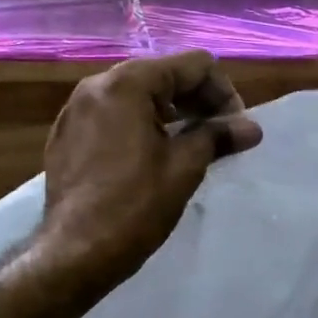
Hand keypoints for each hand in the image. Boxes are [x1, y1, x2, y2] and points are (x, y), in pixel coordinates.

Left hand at [35, 51, 262, 292]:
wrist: (75, 253)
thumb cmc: (135, 206)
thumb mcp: (185, 167)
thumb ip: (218, 136)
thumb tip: (251, 128)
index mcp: (127, 83)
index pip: (192, 65)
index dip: (223, 92)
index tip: (236, 126)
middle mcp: (96, 85)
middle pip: (162, 75)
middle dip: (197, 100)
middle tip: (220, 134)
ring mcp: (75, 110)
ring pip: (136, 95)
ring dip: (171, 113)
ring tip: (192, 144)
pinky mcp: (66, 135)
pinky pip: (112, 116)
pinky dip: (140, 125)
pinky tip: (153, 156)